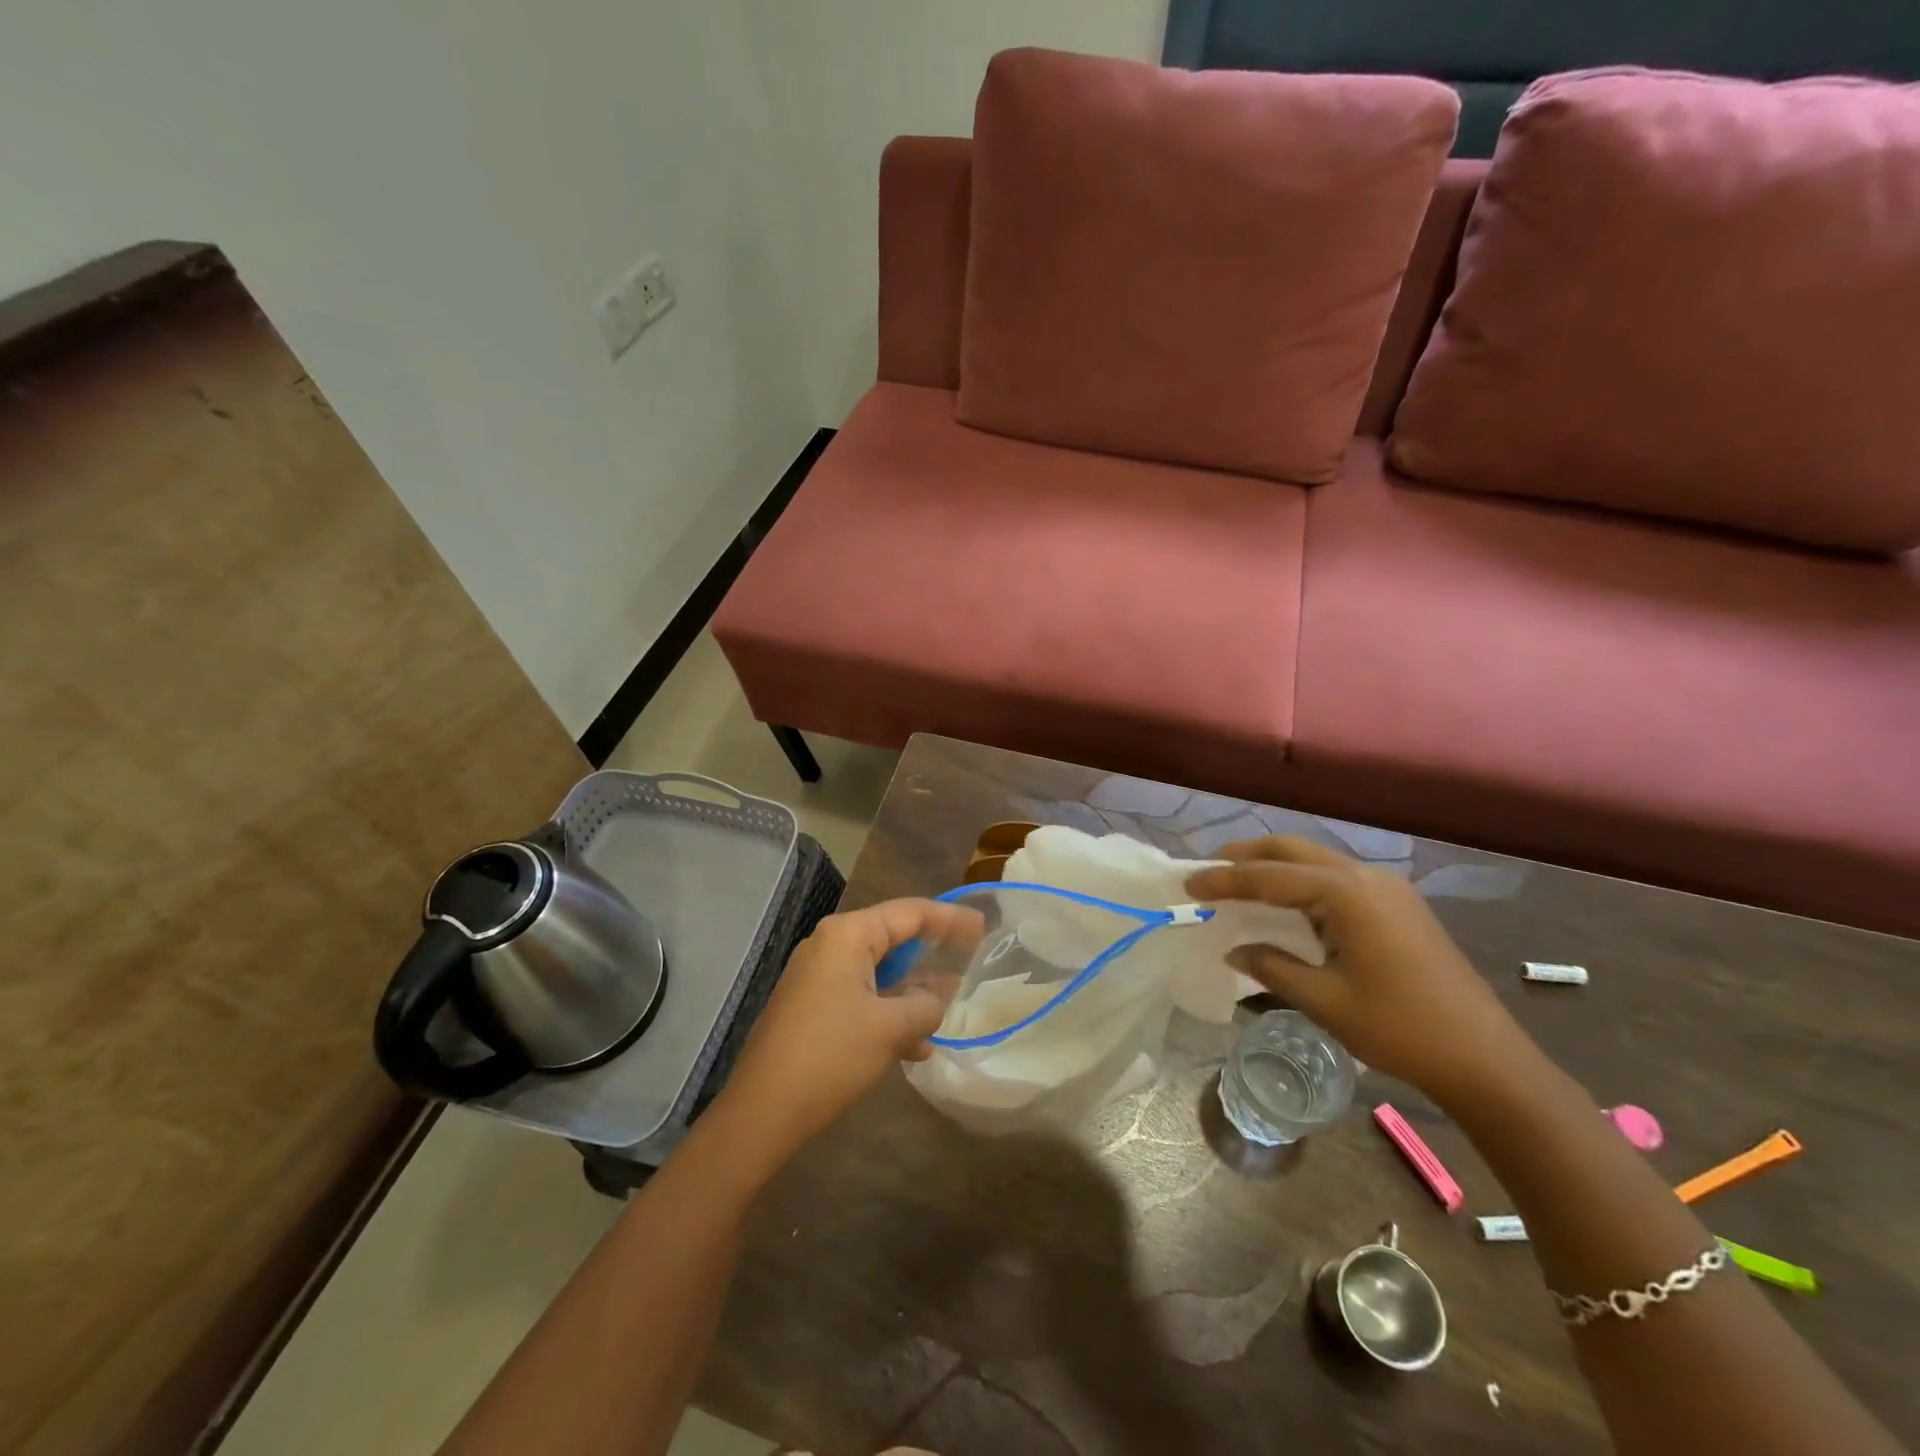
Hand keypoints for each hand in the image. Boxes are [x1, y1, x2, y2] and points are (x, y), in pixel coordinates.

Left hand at [711, 898, 982, 1165]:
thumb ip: (924, 1006)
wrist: (762, 1111)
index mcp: (847, 935)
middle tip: (967, 960)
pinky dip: (888, 1012)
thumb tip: (935, 1000)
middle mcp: (829, 946)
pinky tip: (914, 1046)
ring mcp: (816, 977)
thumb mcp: (890, 1028)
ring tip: (946, 1009)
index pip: (909, 913)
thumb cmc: (831, 1056)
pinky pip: (860, 996)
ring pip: (878, 972)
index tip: (982, 928)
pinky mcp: (810, 1007)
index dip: (949, 919)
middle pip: (892, 938)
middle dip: (930, 955)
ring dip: (911, 991)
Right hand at [1186, 837, 1531, 1104]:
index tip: (1188, 885)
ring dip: (1275, 865)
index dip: (1224, 880)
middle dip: (1247, 856)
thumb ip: (1273, 967)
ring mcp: (1386, 888)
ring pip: (1316, 860)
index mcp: (1346, 894)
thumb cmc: (1400, 1029)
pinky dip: (1301, 881)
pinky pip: (1336, 877)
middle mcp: (1365, 877)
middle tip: (1210, 871)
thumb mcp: (1325, 1001)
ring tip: (1239, 882)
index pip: (1269, 876)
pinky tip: (1287, 903)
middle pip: (1292, 849)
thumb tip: (1234, 949)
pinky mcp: (1398, 905)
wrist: (1487, 1059)